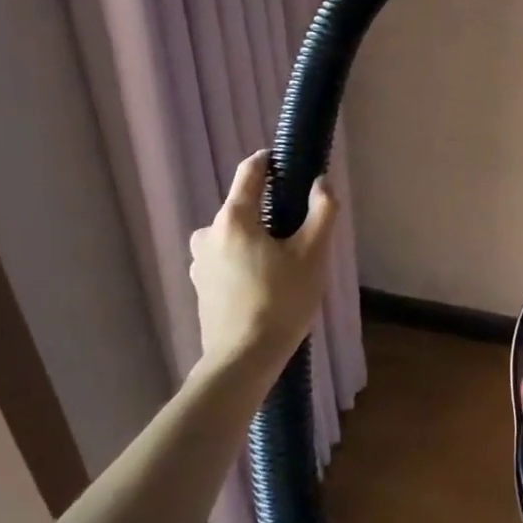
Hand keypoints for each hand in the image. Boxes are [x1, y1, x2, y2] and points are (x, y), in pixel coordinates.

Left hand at [188, 152, 337, 375]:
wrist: (242, 360)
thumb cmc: (280, 301)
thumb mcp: (313, 253)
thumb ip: (322, 210)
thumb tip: (322, 182)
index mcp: (233, 218)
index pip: (249, 171)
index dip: (270, 161)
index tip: (289, 164)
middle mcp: (208, 233)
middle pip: (243, 207)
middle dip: (269, 212)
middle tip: (299, 233)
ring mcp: (200, 262)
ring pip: (235, 235)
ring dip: (257, 239)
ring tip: (285, 263)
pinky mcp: (201, 286)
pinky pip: (227, 258)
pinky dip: (246, 260)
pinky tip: (266, 284)